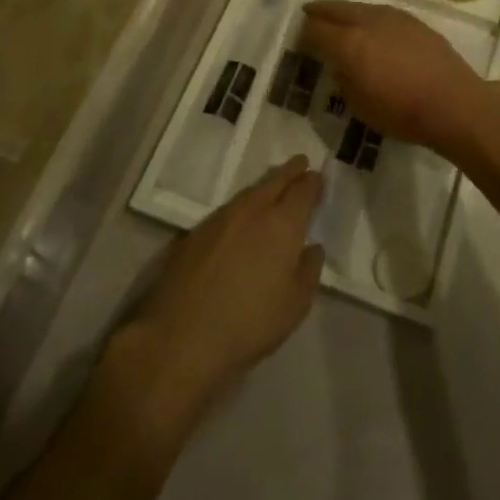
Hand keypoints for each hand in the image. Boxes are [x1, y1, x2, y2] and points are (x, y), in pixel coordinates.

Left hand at [107, 158, 322, 433]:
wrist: (181, 336)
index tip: (318, 178)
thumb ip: (308, 271)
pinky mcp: (195, 232)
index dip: (313, 182)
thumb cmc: (249, 324)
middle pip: (275, 181)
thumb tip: (311, 248)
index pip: (303, 190)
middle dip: (290, 171)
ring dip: (266, 185)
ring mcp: (220, 218)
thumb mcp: (294, 306)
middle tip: (300, 163)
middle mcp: (253, 210)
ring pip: (250, 192)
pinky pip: (228, 208)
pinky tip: (242, 217)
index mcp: (283, 223)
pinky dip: (242, 204)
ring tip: (273, 186)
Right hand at [301, 0, 499, 157]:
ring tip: (338, 20)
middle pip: (335, 9)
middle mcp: (367, 21)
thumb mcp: (359, 105)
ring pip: (359, 7)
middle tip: (309, 16)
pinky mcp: (413, 21)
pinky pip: (380, 12)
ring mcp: (393, 17)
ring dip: (345, 12)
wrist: (453, 102)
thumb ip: (343, 78)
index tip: (298, 40)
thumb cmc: (401, 111)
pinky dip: (368, 17)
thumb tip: (339, 64)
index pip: (315, 29)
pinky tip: (370, 27)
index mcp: (348, 42)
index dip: (303, 34)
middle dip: (319, 12)